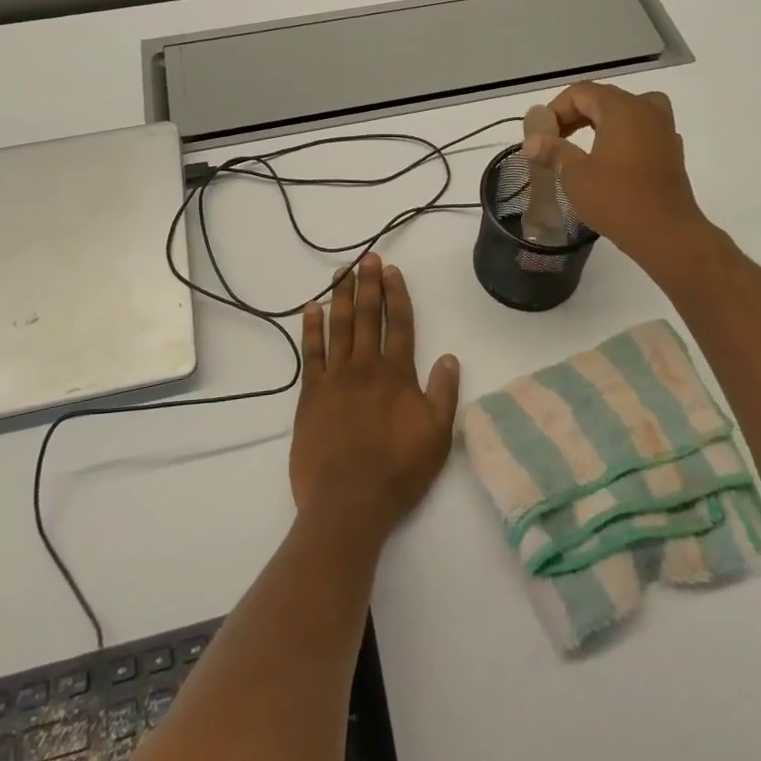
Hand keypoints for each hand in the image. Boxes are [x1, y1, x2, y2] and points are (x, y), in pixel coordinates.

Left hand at [291, 253, 460, 543]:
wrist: (349, 503)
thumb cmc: (399, 471)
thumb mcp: (437, 436)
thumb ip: (444, 393)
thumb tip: (449, 357)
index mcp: (398, 374)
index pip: (399, 323)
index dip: (397, 295)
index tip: (392, 271)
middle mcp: (366, 366)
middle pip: (368, 316)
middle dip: (369, 284)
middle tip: (368, 258)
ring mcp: (335, 378)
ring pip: (339, 326)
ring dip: (341, 296)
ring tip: (342, 272)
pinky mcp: (311, 394)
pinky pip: (311, 353)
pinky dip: (311, 329)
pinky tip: (312, 309)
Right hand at [525, 82, 711, 273]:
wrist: (667, 234)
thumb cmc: (617, 199)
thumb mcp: (575, 174)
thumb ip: (553, 150)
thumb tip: (532, 141)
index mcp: (621, 107)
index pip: (580, 93)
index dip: (555, 110)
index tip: (541, 136)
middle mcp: (646, 109)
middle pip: (603, 99)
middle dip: (575, 116)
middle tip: (554, 142)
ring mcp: (664, 129)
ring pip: (626, 112)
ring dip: (600, 124)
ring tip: (581, 146)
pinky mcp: (671, 151)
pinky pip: (642, 131)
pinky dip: (622, 137)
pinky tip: (610, 161)